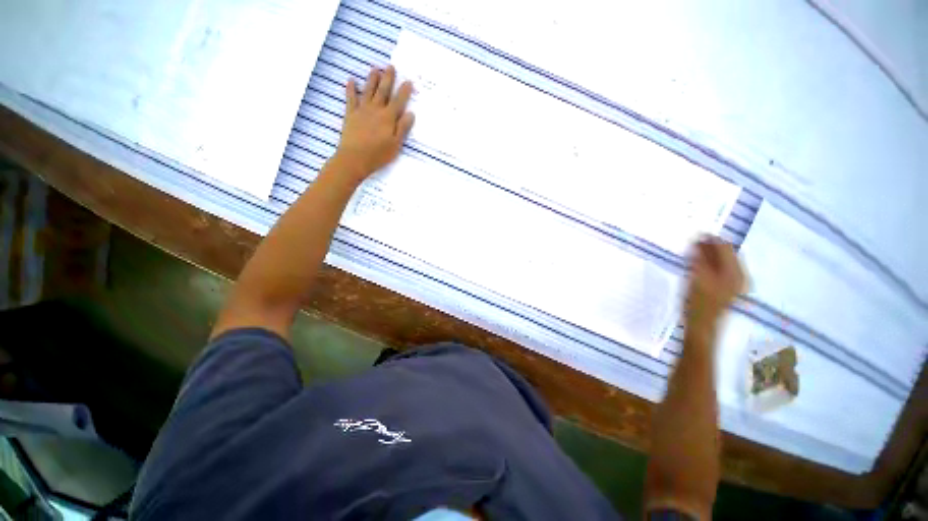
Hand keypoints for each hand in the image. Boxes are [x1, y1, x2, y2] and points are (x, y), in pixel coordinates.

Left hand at [333, 65, 414, 184]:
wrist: (354, 158)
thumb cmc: (378, 154)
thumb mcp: (395, 144)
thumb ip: (403, 128)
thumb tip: (411, 113)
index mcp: (388, 118)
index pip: (398, 101)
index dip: (404, 91)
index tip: (409, 81)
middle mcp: (376, 110)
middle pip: (383, 91)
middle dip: (388, 79)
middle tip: (391, 67)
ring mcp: (362, 110)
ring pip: (368, 91)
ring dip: (372, 79)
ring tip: (375, 69)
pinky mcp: (351, 114)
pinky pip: (351, 98)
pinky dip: (351, 88)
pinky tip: (351, 80)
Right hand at [685, 237, 745, 328]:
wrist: (702, 326)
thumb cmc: (698, 304)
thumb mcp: (696, 279)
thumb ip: (698, 260)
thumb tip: (697, 242)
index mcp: (735, 272)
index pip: (725, 247)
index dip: (711, 239)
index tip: (696, 233)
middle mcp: (739, 275)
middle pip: (727, 253)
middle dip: (710, 246)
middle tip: (693, 241)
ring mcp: (734, 283)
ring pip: (724, 261)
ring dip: (709, 254)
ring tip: (694, 250)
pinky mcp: (727, 288)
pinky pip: (721, 268)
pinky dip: (710, 263)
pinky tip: (700, 263)